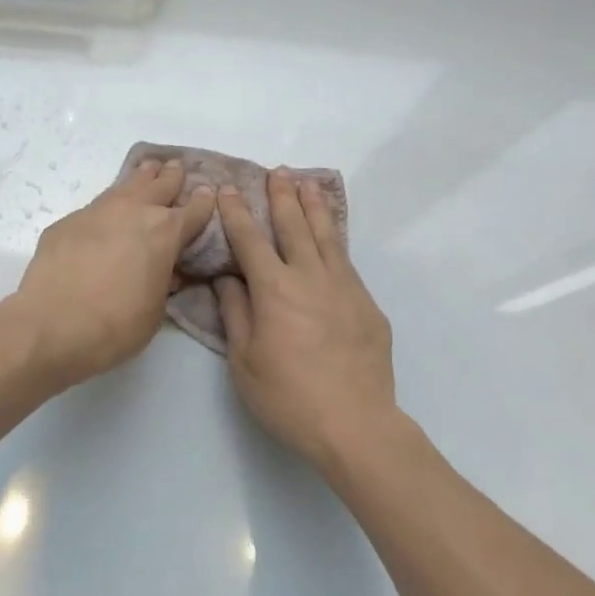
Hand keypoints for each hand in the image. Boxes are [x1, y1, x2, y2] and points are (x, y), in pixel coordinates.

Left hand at [10, 158, 216, 385]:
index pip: (194, 210)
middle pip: (159, 184)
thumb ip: (163, 282)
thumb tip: (164, 270)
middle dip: (171, 178)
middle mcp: (133, 211)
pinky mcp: (66, 223)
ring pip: (124, 186)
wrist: (52, 326)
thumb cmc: (115, 326)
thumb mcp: (155, 310)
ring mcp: (96, 212)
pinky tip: (106, 215)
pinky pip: (94, 208)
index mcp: (165, 232)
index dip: (204, 203)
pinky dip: (107, 207)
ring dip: (140, 179)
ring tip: (147, 170)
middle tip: (177, 168)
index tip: (208, 194)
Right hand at [213, 169, 397, 474]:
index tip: (230, 190)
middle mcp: (311, 278)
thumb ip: (235, 313)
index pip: (251, 241)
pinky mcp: (367, 305)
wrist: (354, 423)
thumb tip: (227, 278)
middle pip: (295, 227)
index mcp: (275, 290)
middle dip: (283, 197)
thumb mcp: (244, 360)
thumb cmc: (288, 396)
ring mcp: (345, 288)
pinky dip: (336, 240)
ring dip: (315, 207)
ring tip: (309, 183)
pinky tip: (332, 237)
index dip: (238, 213)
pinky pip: (347, 262)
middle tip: (278, 172)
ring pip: (328, 237)